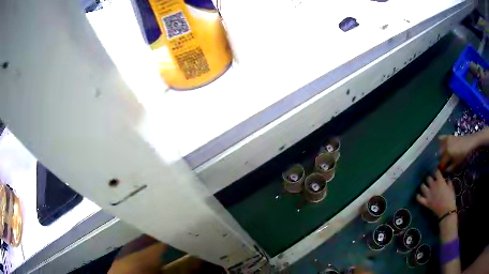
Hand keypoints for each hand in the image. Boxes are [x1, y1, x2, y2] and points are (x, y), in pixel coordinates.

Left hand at [416, 169, 455, 217]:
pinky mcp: (426, 202)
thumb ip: (448, 182)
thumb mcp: (451, 188)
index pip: (436, 172)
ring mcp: (429, 194)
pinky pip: (419, 198)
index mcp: (440, 181)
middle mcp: (433, 186)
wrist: (446, 211)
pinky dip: (418, 196)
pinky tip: (418, 195)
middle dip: (429, 178)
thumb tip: (447, 179)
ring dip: (423, 186)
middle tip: (431, 180)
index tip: (436, 171)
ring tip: (425, 186)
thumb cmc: (450, 199)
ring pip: (422, 186)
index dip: (436, 171)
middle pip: (428, 178)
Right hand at [439, 135, 477, 171]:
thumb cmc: (463, 155)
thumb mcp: (456, 164)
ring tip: (442, 156)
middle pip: (439, 155)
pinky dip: (440, 141)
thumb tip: (444, 171)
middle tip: (443, 163)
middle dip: (440, 159)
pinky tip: (441, 145)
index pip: (441, 162)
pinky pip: (441, 138)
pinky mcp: (448, 136)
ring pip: (439, 148)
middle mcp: (445, 146)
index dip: (441, 167)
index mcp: (447, 154)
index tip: (441, 170)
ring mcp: (446, 140)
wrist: (468, 143)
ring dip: (440, 152)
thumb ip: (449, 168)